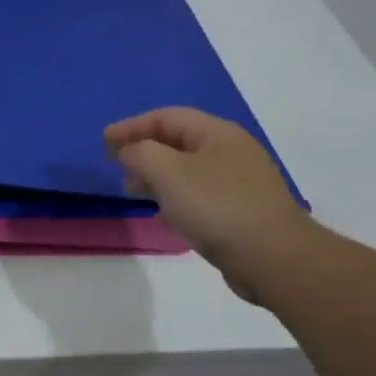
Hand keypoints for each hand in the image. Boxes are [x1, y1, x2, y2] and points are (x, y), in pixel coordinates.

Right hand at [104, 107, 311, 302]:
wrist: (272, 257)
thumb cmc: (216, 206)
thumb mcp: (167, 172)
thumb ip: (140, 153)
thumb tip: (130, 152)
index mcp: (217, 133)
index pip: (166, 117)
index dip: (131, 126)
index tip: (103, 141)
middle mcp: (231, 151)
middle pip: (177, 141)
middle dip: (142, 150)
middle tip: (116, 164)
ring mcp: (238, 182)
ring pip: (186, 169)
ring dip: (155, 175)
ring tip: (133, 190)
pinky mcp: (240, 210)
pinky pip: (198, 193)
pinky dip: (174, 196)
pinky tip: (164, 214)